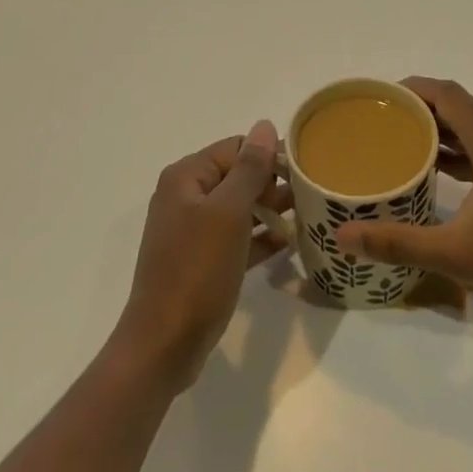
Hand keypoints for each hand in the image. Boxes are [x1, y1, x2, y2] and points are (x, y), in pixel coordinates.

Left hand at [112, 121, 289, 392]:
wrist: (163, 346)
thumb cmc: (196, 271)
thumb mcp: (228, 213)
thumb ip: (249, 168)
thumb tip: (265, 125)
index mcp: (186, 177)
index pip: (235, 148)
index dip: (269, 156)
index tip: (304, 172)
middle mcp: (185, 197)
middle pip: (237, 176)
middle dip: (271, 185)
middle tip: (309, 197)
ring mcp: (191, 231)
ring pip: (238, 209)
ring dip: (269, 211)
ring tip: (307, 217)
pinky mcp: (200, 262)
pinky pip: (235, 239)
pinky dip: (258, 238)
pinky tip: (288, 244)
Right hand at [335, 77, 472, 315]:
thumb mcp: (458, 254)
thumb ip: (400, 243)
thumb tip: (344, 238)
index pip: (444, 93)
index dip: (409, 89)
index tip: (375, 99)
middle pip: (453, 104)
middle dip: (415, 110)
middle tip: (377, 124)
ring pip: (468, 123)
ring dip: (436, 129)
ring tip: (397, 143)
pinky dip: (456, 145)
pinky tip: (433, 167)